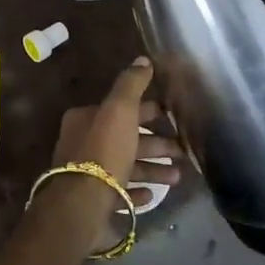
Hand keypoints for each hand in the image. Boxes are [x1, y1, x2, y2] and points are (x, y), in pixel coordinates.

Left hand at [43, 58, 183, 247]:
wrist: (82, 204)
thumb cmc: (104, 151)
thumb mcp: (120, 110)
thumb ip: (131, 84)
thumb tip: (143, 60)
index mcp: (85, 119)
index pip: (121, 110)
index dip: (148, 112)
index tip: (172, 119)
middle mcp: (83, 144)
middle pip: (126, 139)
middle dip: (155, 144)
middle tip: (182, 152)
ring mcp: (86, 175)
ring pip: (125, 166)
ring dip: (152, 169)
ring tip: (177, 177)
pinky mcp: (92, 202)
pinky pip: (119, 193)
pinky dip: (136, 191)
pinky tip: (151, 195)